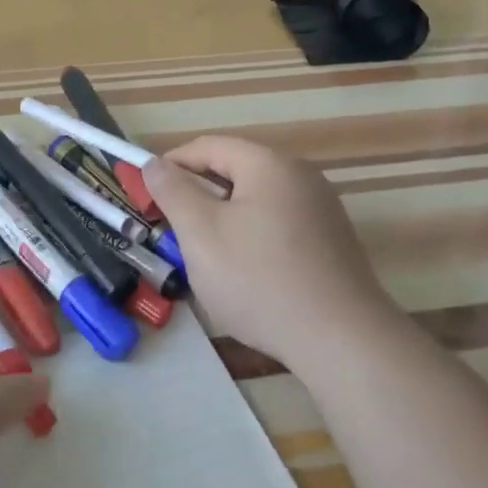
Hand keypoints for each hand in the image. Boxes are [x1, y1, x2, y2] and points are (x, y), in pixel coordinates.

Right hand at [143, 135, 392, 363]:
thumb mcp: (201, 234)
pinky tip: (247, 273)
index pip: (209, 146)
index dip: (172, 164)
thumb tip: (154, 163)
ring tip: (206, 256)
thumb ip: (174, 192)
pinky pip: (280, 223)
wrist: (341, 340)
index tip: (146, 194)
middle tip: (173, 230)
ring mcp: (322, 208)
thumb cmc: (259, 280)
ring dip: (225, 218)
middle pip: (236, 171)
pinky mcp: (333, 240)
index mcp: (269, 164)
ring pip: (257, 200)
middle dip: (199, 195)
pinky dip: (253, 236)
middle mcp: (301, 175)